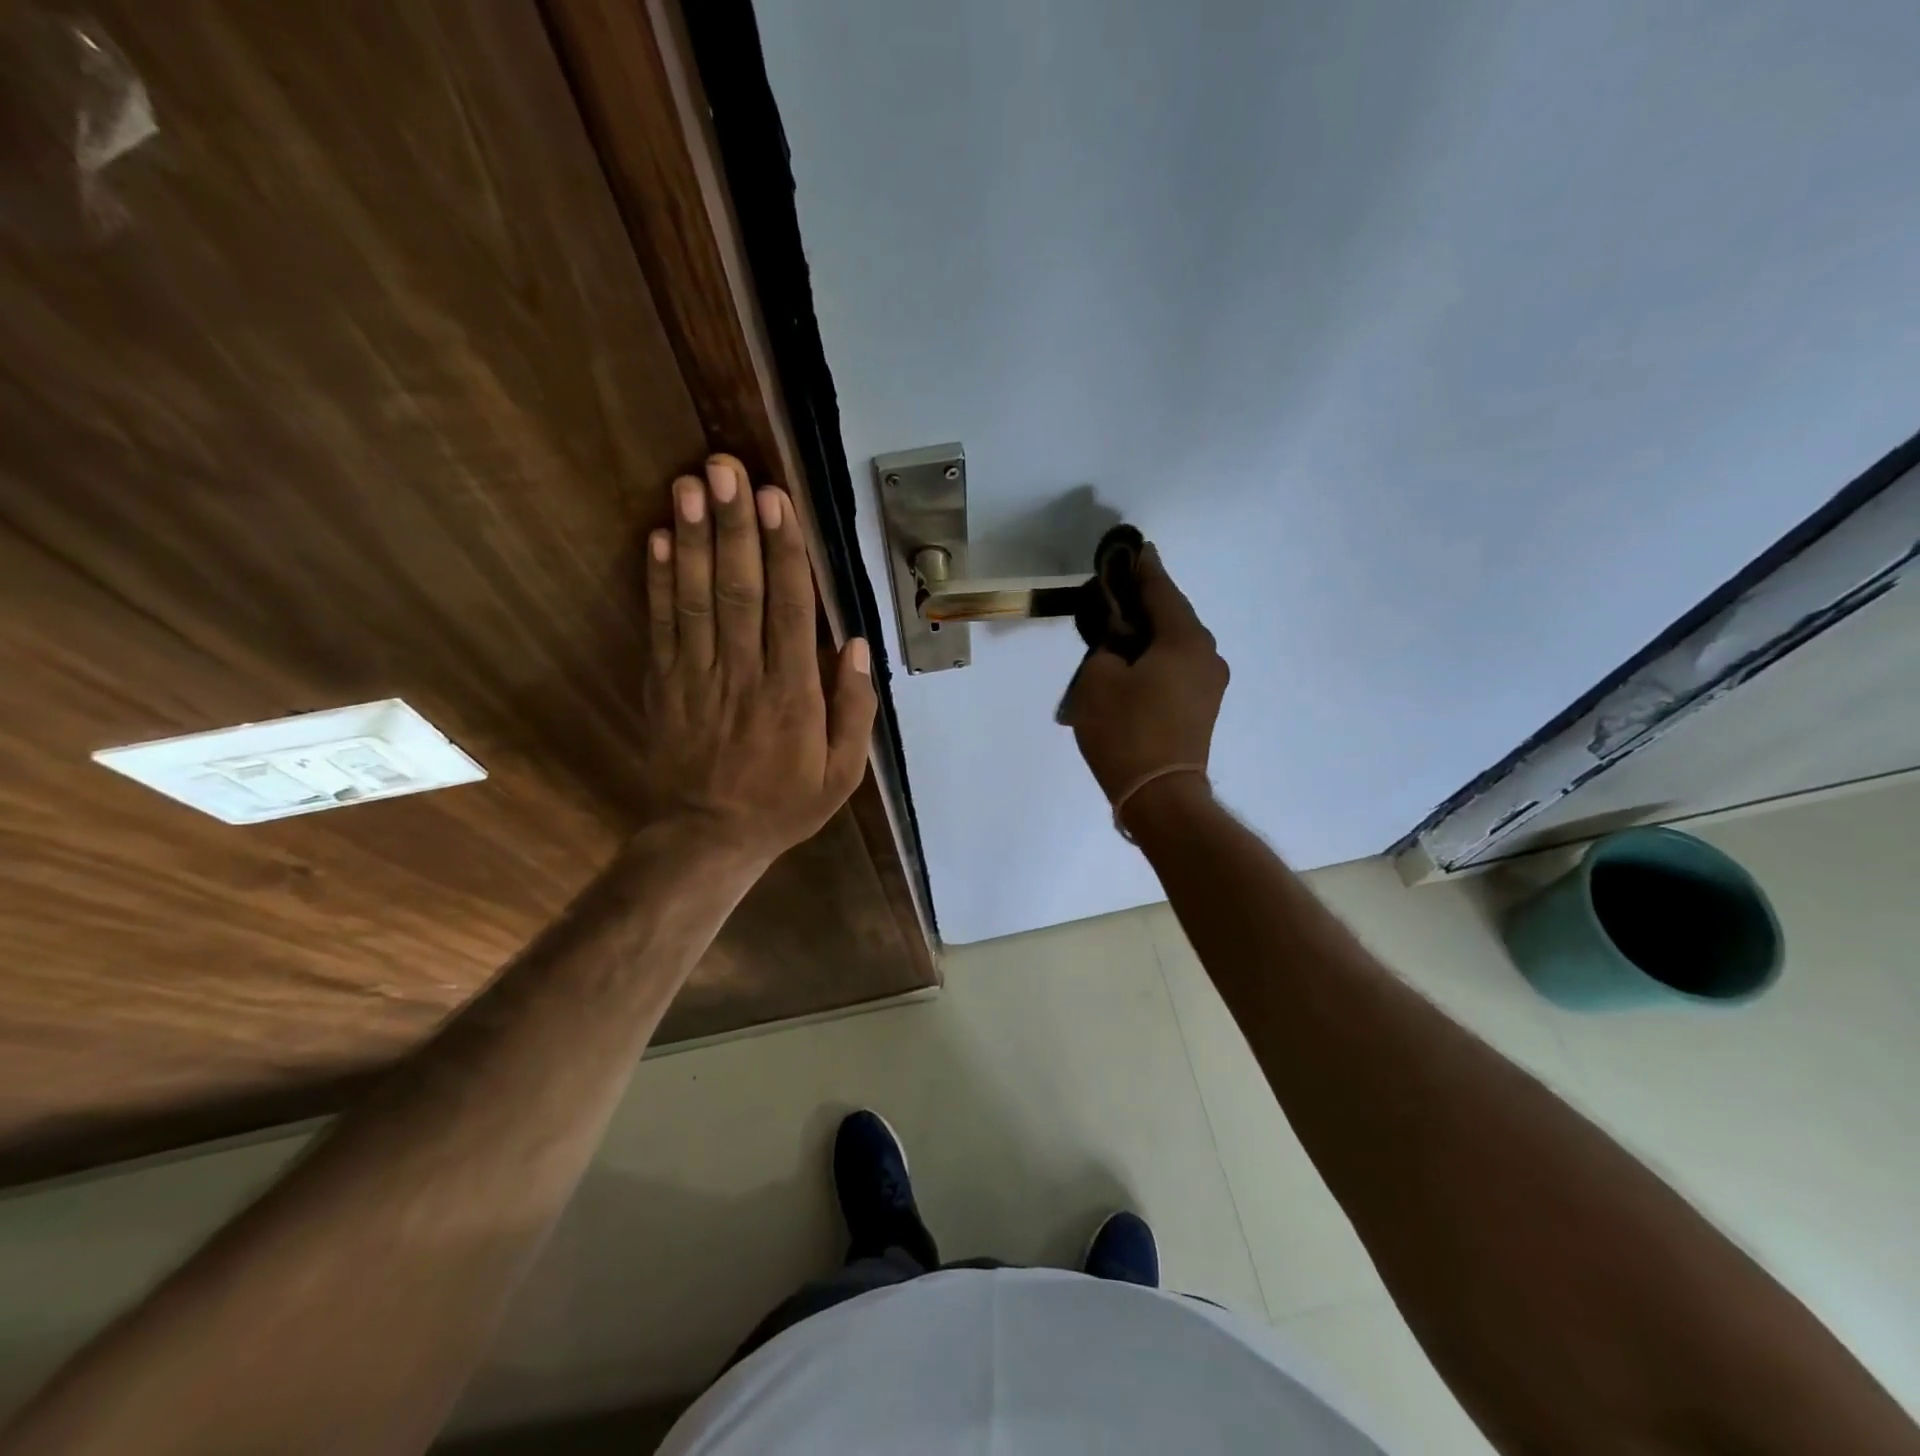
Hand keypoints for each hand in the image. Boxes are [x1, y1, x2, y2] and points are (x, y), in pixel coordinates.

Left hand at [640, 455, 876, 861]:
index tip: (777, 501)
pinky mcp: (663, 684)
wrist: (708, 838)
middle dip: (734, 527)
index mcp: (792, 696)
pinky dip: (659, 581)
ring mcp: (696, 678)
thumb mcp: (842, 774)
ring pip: (696, 599)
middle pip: (739, 591)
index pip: (789, 610)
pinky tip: (660, 538)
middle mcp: (743, 676)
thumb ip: (854, 710)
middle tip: (727, 468)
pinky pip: (661, 626)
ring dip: (695, 539)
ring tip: (691, 484)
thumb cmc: (784, 804)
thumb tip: (852, 644)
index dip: (783, 552)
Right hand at [1066, 544, 1227, 823]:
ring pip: (1178, 643)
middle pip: (1174, 615)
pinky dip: (1159, 657)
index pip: (1161, 591)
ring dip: (1153, 632)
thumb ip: (1106, 648)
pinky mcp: (1204, 707)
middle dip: (1148, 601)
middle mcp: (1207, 655)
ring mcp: (1210, 683)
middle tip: (1120, 589)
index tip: (1135, 549)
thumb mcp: (1097, 681)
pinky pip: (1180, 666)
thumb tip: (1118, 645)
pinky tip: (1137, 661)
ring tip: (1123, 627)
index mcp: (1184, 640)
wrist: (1160, 796)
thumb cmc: (1126, 732)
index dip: (1144, 569)